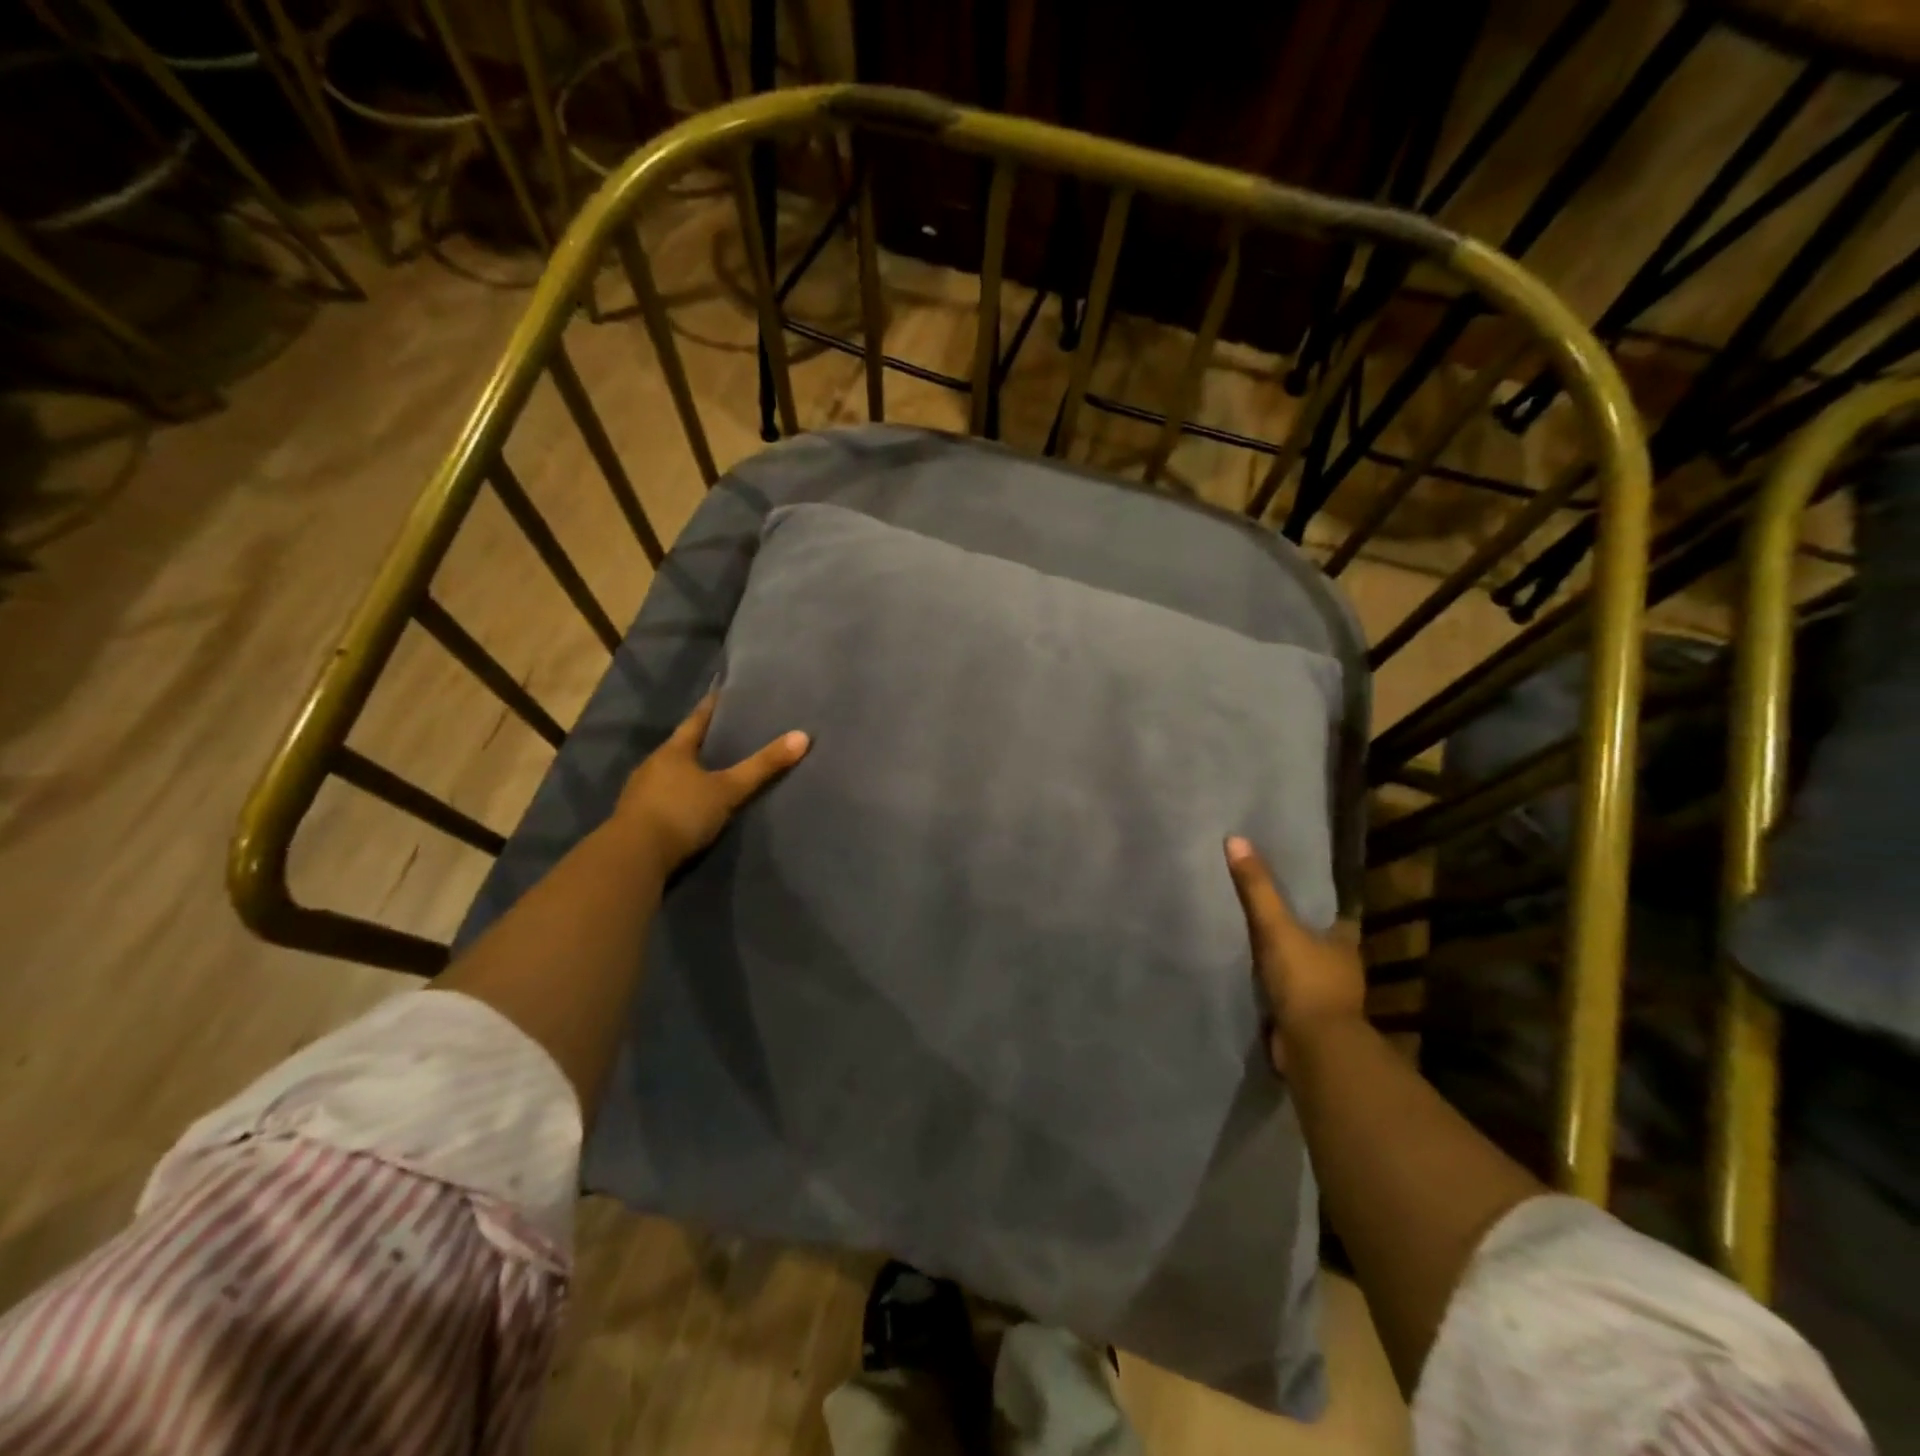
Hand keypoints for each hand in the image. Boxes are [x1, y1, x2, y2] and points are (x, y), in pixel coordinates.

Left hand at [615, 693, 809, 872]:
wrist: (633, 858)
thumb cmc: (681, 813)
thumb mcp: (728, 790)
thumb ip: (762, 767)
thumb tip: (803, 736)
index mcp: (673, 750)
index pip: (697, 720)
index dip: (712, 707)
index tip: (724, 693)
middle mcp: (653, 764)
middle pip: (682, 746)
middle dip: (703, 741)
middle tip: (728, 734)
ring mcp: (641, 792)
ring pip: (671, 773)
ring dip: (690, 771)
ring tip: (714, 770)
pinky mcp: (637, 817)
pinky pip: (664, 797)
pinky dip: (680, 795)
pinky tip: (693, 803)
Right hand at [1224, 836, 1365, 1070]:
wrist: (1313, 1049)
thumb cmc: (1304, 981)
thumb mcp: (1276, 926)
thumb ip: (1256, 888)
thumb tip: (1235, 839)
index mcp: (1343, 942)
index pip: (1331, 914)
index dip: (1312, 902)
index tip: (1290, 889)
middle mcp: (1341, 968)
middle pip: (1316, 941)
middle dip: (1295, 931)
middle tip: (1262, 910)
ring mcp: (1325, 998)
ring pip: (1302, 969)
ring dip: (1283, 961)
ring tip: (1249, 940)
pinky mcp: (1306, 1021)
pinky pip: (1287, 995)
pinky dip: (1273, 988)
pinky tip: (1250, 978)